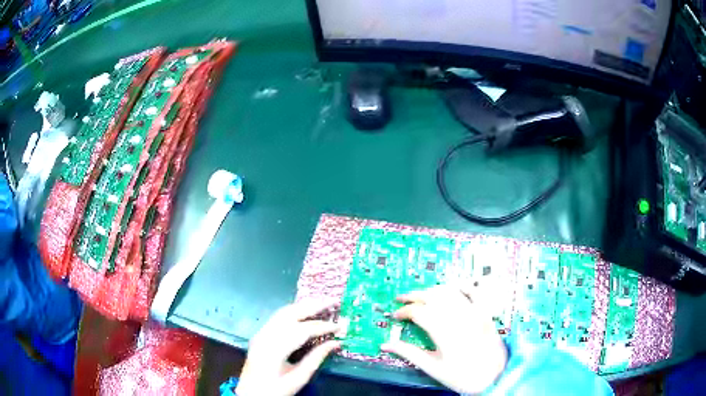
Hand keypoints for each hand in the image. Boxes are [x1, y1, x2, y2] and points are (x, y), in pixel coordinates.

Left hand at [236, 300, 340, 395]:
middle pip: (292, 313)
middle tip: (334, 301)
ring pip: (284, 312)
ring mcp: (261, 332)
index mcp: (275, 348)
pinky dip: (294, 311)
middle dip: (314, 306)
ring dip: (304, 306)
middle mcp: (266, 334)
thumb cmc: (275, 389)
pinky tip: (305, 311)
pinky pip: (278, 317)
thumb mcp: (299, 377)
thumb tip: (336, 343)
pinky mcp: (261, 334)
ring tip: (322, 302)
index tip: (341, 326)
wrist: (250, 393)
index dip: (324, 327)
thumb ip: (317, 358)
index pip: (303, 330)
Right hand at [381, 286, 507, 393]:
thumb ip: (409, 353)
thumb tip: (385, 344)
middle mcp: (459, 317)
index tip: (395, 317)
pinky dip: (460, 286)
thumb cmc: (462, 377)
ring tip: (420, 296)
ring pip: (450, 291)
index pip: (419, 312)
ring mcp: (475, 312)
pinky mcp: (485, 312)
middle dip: (414, 295)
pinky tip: (451, 287)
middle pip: (433, 296)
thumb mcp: (433, 368)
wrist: (495, 377)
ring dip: (432, 290)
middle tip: (401, 299)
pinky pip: (473, 291)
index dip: (404, 312)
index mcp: (445, 332)